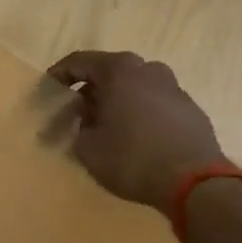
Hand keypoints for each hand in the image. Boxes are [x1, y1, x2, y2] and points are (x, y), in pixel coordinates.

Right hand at [44, 50, 224, 214]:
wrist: (194, 181)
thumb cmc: (132, 159)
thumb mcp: (88, 148)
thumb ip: (80, 128)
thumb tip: (88, 122)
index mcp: (120, 71)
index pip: (80, 61)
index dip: (59, 74)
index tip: (48, 90)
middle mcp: (148, 70)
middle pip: (110, 72)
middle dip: (90, 90)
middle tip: (76, 113)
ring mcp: (173, 87)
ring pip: (134, 87)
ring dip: (116, 101)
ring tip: (105, 127)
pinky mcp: (189, 108)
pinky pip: (153, 103)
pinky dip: (138, 113)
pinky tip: (133, 138)